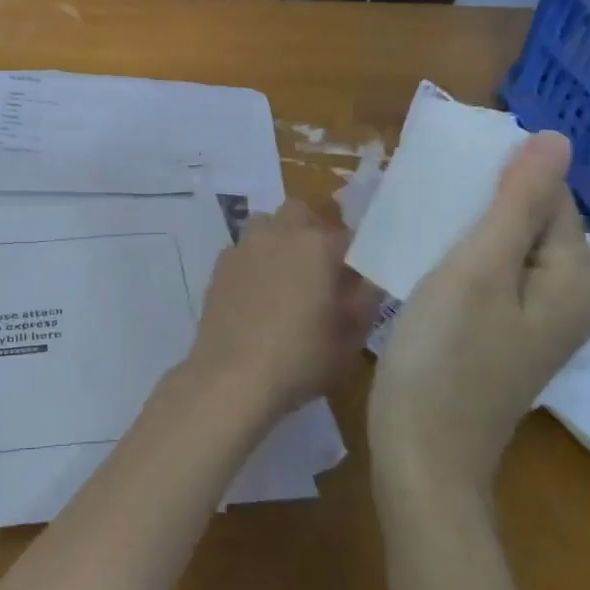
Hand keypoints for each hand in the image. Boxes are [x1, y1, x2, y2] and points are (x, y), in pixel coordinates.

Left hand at [182, 200, 382, 429]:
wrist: (232, 376)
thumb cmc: (301, 358)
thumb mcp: (350, 338)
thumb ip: (365, 300)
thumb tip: (369, 279)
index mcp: (318, 245)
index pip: (348, 234)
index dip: (355, 254)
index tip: (357, 277)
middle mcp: (279, 233)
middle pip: (300, 212)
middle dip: (312, 229)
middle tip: (320, 267)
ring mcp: (245, 246)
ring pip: (266, 224)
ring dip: (279, 238)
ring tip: (286, 275)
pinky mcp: (220, 265)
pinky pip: (243, 248)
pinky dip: (254, 259)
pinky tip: (256, 292)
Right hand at [368, 132, 589, 495]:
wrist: (423, 450)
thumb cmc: (445, 354)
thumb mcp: (478, 269)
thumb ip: (517, 204)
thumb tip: (556, 138)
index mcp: (574, 278)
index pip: (548, 196)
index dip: (499, 173)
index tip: (443, 168)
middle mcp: (568, 298)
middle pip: (529, 222)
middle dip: (480, 199)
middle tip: (422, 191)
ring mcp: (535, 322)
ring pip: (505, 249)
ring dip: (465, 226)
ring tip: (416, 215)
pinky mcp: (503, 336)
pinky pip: (490, 277)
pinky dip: (459, 257)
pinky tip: (422, 256)